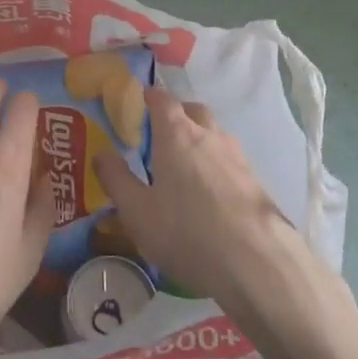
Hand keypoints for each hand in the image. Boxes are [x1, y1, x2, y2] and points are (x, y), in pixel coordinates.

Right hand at [93, 87, 302, 307]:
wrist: (256, 262)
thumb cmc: (186, 231)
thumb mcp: (137, 211)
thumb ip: (116, 179)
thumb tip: (102, 153)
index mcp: (176, 134)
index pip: (162, 99)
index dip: (149, 96)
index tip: (138, 101)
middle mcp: (208, 135)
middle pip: (192, 110)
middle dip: (177, 114)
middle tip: (160, 135)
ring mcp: (237, 156)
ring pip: (214, 134)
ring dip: (199, 139)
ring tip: (184, 165)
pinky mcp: (255, 180)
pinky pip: (229, 159)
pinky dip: (216, 164)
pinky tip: (210, 192)